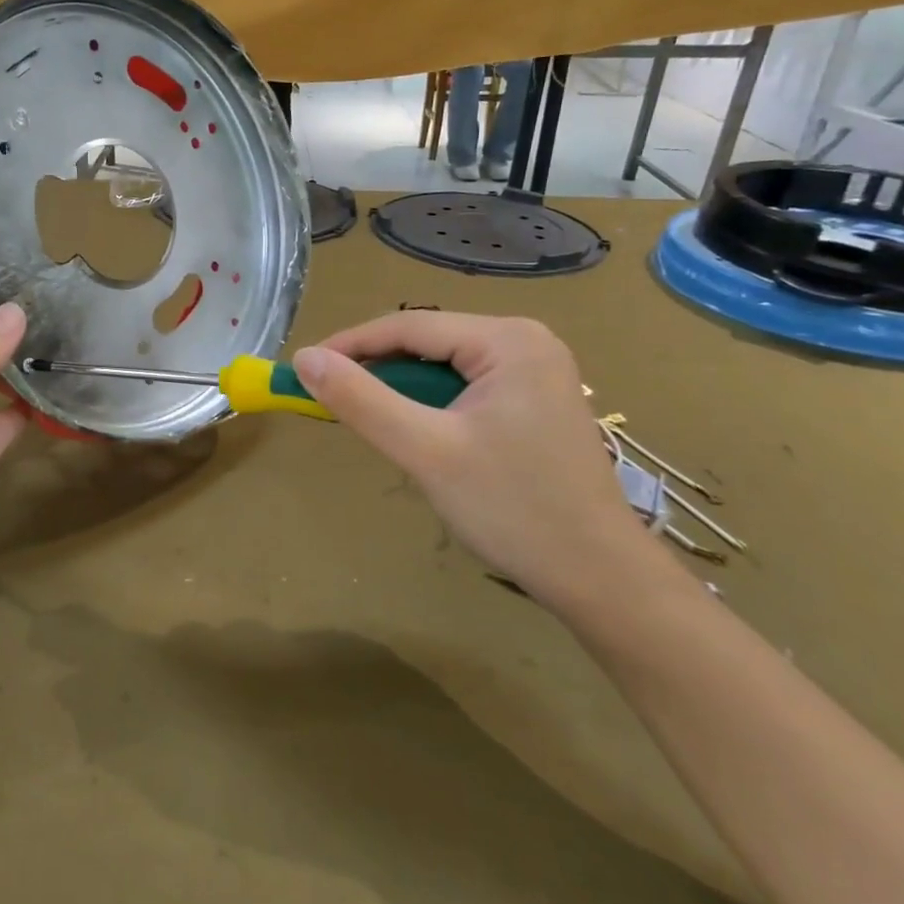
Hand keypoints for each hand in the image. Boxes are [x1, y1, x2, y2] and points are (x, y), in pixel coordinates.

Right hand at [293, 312, 662, 608]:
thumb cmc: (513, 509)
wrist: (600, 578)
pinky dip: (432, 404)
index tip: (303, 368)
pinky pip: (467, 387)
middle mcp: (527, 341)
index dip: (350, 344)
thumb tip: (305, 358)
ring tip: (371, 420)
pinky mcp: (537, 401)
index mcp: (508, 339)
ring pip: (445, 366)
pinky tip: (419, 433)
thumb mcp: (425, 450)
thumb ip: (361, 399)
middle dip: (378, 369)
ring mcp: (537, 371)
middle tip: (332, 399)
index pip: (409, 326)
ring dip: (403, 389)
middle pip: (429, 342)